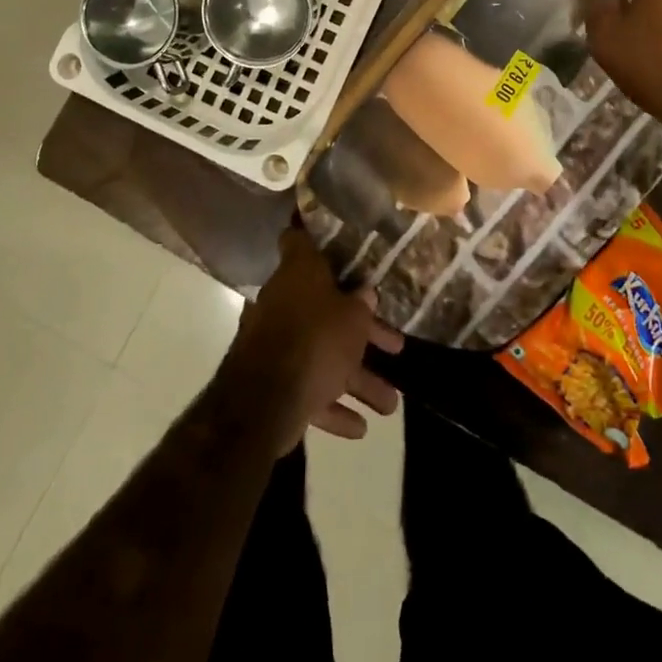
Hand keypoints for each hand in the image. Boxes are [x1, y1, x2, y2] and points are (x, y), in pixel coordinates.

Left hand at [220, 229, 404, 455]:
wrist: (265, 400)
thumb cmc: (315, 339)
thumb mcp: (352, 319)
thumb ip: (361, 306)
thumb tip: (365, 294)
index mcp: (298, 274)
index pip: (299, 240)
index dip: (313, 234)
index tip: (330, 233)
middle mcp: (284, 303)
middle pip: (328, 311)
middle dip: (363, 334)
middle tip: (396, 345)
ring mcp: (277, 344)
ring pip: (324, 357)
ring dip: (357, 380)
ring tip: (390, 405)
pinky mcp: (275, 383)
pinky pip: (310, 391)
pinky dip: (333, 407)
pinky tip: (361, 427)